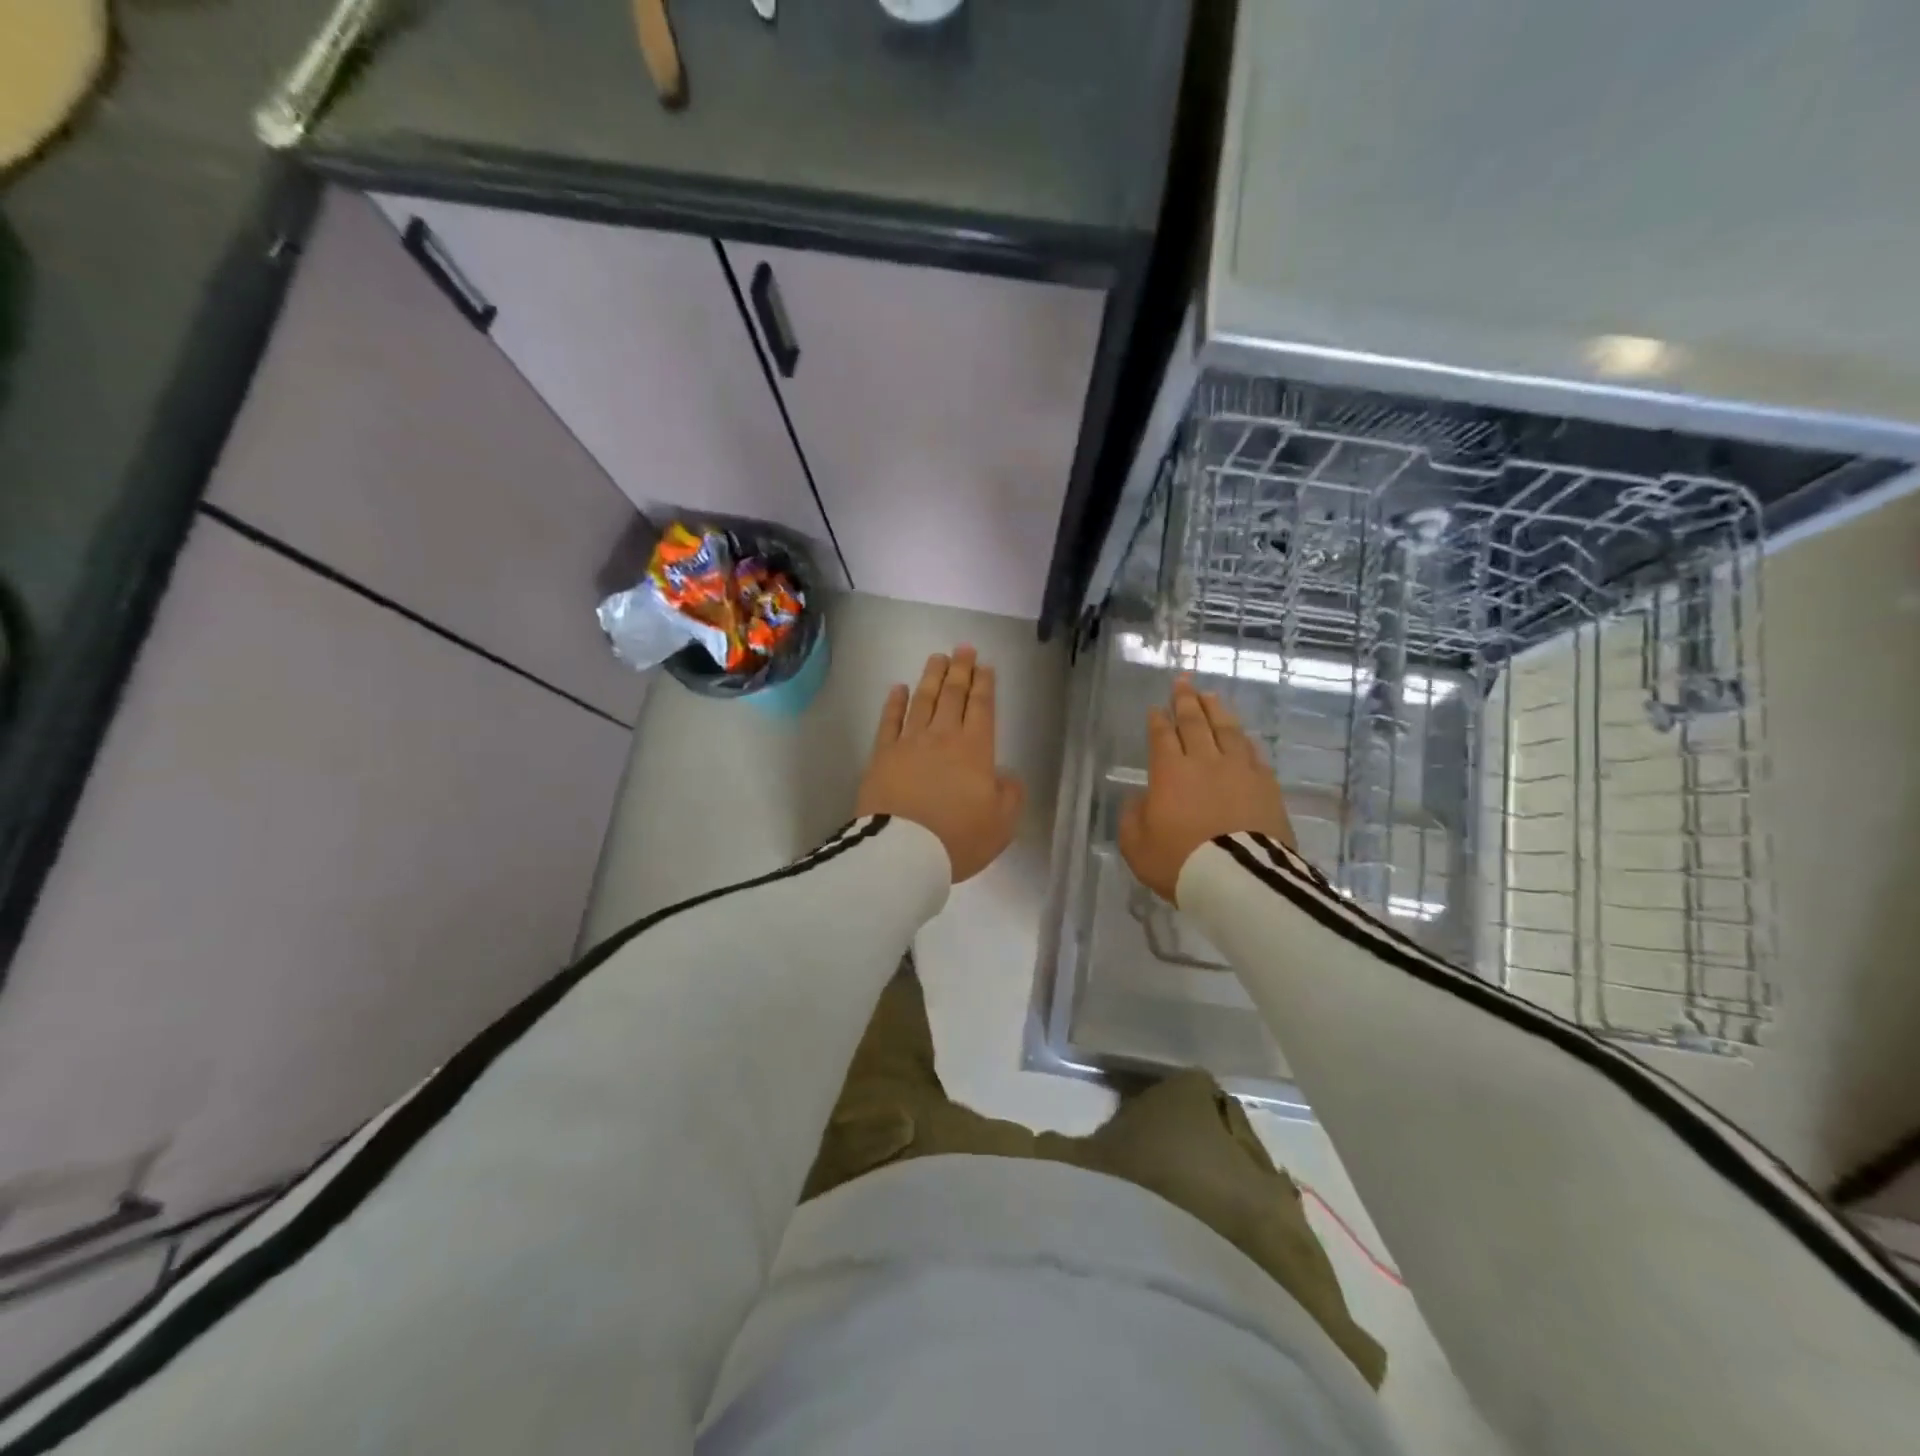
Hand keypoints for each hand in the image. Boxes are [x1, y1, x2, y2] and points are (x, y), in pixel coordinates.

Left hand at [855, 646, 1024, 883]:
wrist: (903, 852)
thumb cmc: (958, 839)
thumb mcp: (1002, 824)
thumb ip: (1009, 794)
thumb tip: (1005, 776)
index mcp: (975, 749)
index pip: (981, 707)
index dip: (984, 685)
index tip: (984, 666)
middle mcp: (942, 737)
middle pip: (952, 696)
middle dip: (960, 670)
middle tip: (963, 648)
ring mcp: (909, 743)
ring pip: (922, 700)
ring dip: (931, 677)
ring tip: (937, 658)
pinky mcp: (882, 755)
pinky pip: (889, 721)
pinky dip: (895, 702)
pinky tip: (898, 688)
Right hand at [1119, 677, 1294, 904]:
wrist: (1239, 879)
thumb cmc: (1179, 862)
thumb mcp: (1136, 845)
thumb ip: (1133, 817)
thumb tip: (1141, 800)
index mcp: (1170, 772)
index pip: (1162, 737)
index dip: (1158, 720)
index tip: (1157, 707)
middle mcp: (1204, 762)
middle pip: (1194, 723)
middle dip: (1186, 701)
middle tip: (1183, 682)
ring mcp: (1239, 771)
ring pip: (1227, 730)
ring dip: (1216, 710)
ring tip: (1210, 696)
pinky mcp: (1266, 785)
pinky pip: (1252, 753)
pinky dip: (1243, 739)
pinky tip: (1241, 735)